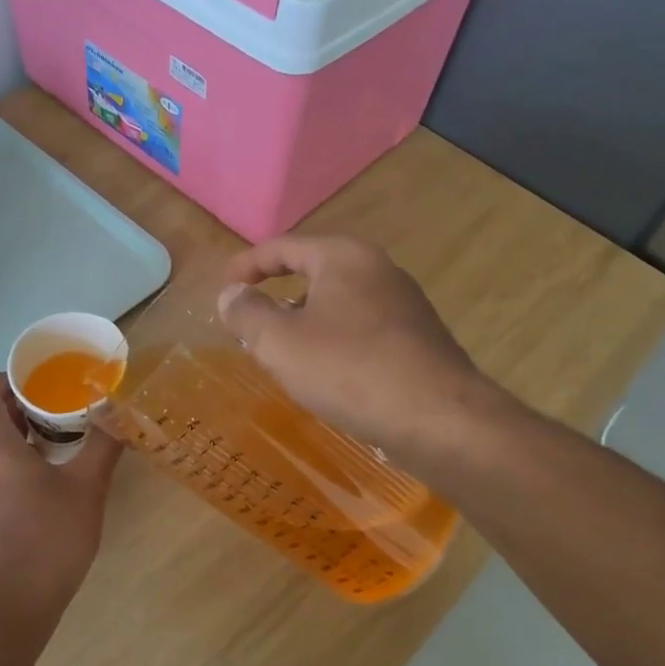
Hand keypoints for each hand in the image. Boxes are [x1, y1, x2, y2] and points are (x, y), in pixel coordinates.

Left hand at [0, 374, 122, 613]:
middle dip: (23, 405)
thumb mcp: (88, 485)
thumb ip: (103, 443)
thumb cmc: (52, 534)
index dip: (7, 378)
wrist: (18, 599)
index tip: (39, 379)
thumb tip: (118, 410)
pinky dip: (15, 459)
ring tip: (61, 437)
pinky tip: (49, 475)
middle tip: (61, 405)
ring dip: (21, 434)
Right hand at [219, 236, 485, 461]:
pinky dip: (335, 341)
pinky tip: (328, 374)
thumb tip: (231, 294)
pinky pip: (362, 330)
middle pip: (315, 272)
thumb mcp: (281, 342)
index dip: (248, 264)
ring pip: (340, 304)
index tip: (224, 284)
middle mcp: (379, 270)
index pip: (285, 246)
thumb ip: (248, 313)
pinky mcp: (419, 339)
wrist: (440, 419)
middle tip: (251, 322)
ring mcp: (405, 304)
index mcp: (344, 257)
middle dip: (278, 295)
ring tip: (284, 353)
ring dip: (306, 322)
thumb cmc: (350, 370)